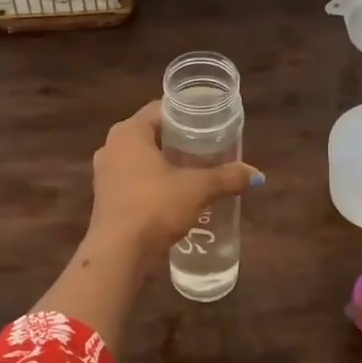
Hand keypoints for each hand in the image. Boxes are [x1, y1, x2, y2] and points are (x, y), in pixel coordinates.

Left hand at [88, 101, 260, 257]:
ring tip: (194, 170)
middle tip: (207, 146)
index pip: (159, 109)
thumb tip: (256, 175)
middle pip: (150, 133)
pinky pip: (133, 180)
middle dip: (177, 140)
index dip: (186, 114)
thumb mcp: (197, 189)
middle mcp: (111, 146)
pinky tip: (174, 195)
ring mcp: (104, 174)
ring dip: (164, 163)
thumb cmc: (154, 206)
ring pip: (140, 158)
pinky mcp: (105, 198)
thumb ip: (227, 178)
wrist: (118, 253)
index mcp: (129, 132)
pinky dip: (152, 182)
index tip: (209, 122)